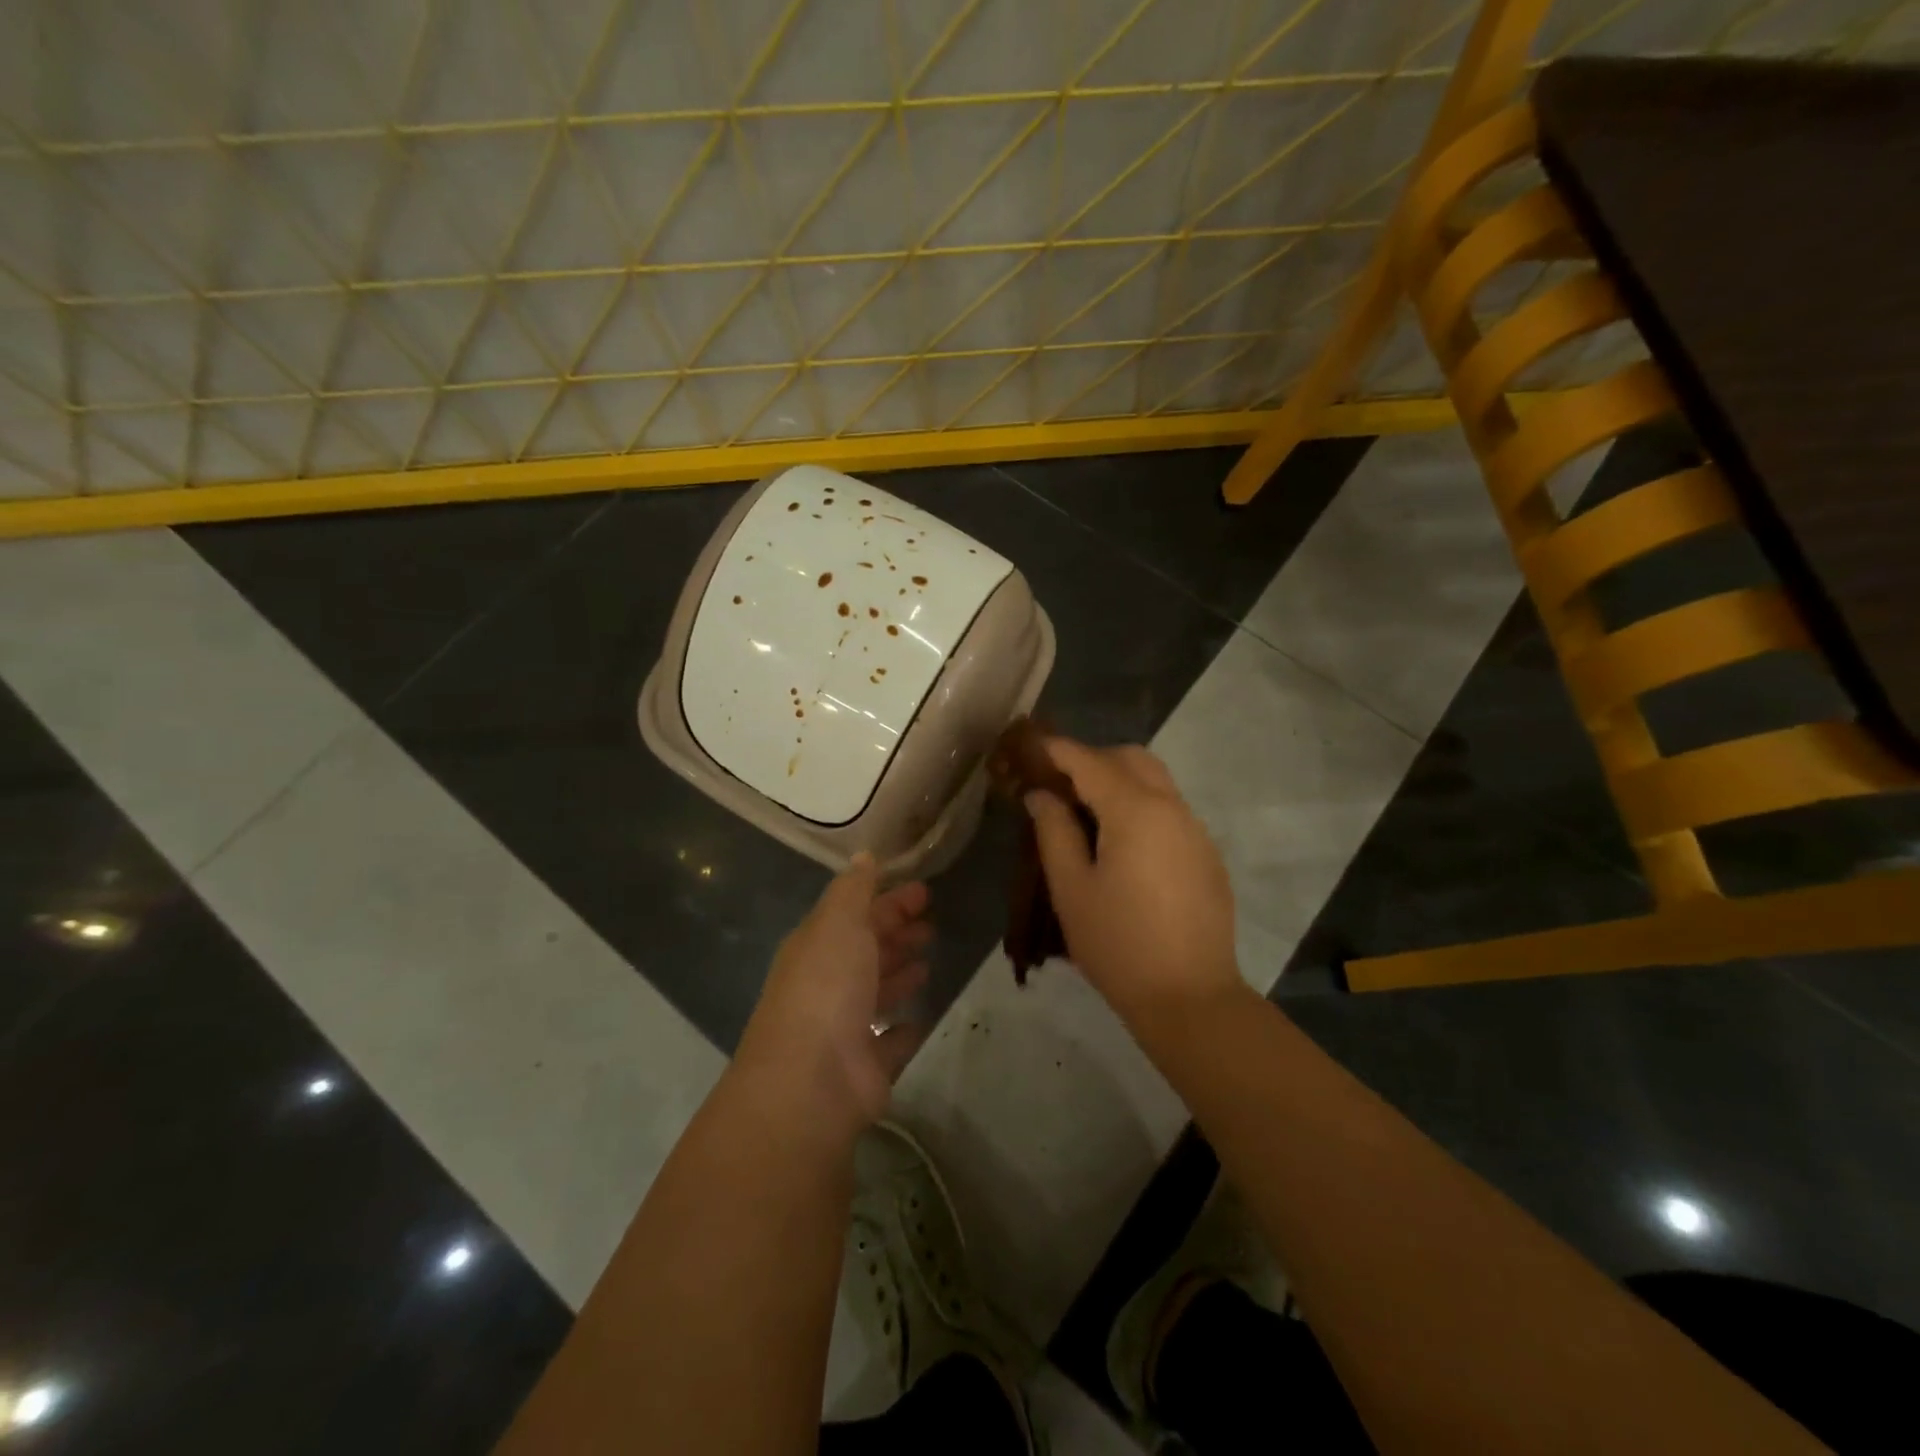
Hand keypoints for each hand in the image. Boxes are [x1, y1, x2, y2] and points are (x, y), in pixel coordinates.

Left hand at [735, 854, 931, 1134]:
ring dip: (900, 974)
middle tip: (932, 925)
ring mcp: (845, 1027)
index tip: (925, 891)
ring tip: (928, 962)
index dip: (889, 900)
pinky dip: (904, 1027)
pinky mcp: (866, 1065)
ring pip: (877, 992)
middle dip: (896, 934)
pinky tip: (921, 1016)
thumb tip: (864, 855)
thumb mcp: (838, 922)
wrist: (811, 1080)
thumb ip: (854, 889)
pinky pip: (890, 1039)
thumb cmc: (826, 987)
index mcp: (817, 947)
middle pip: (866, 951)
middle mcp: (827, 984)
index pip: (856, 914)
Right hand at [1024, 737, 1239, 1023]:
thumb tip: (1042, 795)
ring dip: (1120, 782)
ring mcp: (1195, 830)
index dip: (1057, 750)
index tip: (1030, 746)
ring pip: (1156, 782)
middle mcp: (1172, 808)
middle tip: (1059, 784)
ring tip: (1086, 815)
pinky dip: (1141, 807)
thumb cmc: (1118, 944)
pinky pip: (1170, 810)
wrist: (1190, 998)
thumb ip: (1054, 831)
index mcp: (1135, 811)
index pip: (1090, 761)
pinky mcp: (1207, 855)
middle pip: (1131, 759)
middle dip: (1093, 759)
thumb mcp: (1071, 888)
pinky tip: (1122, 846)